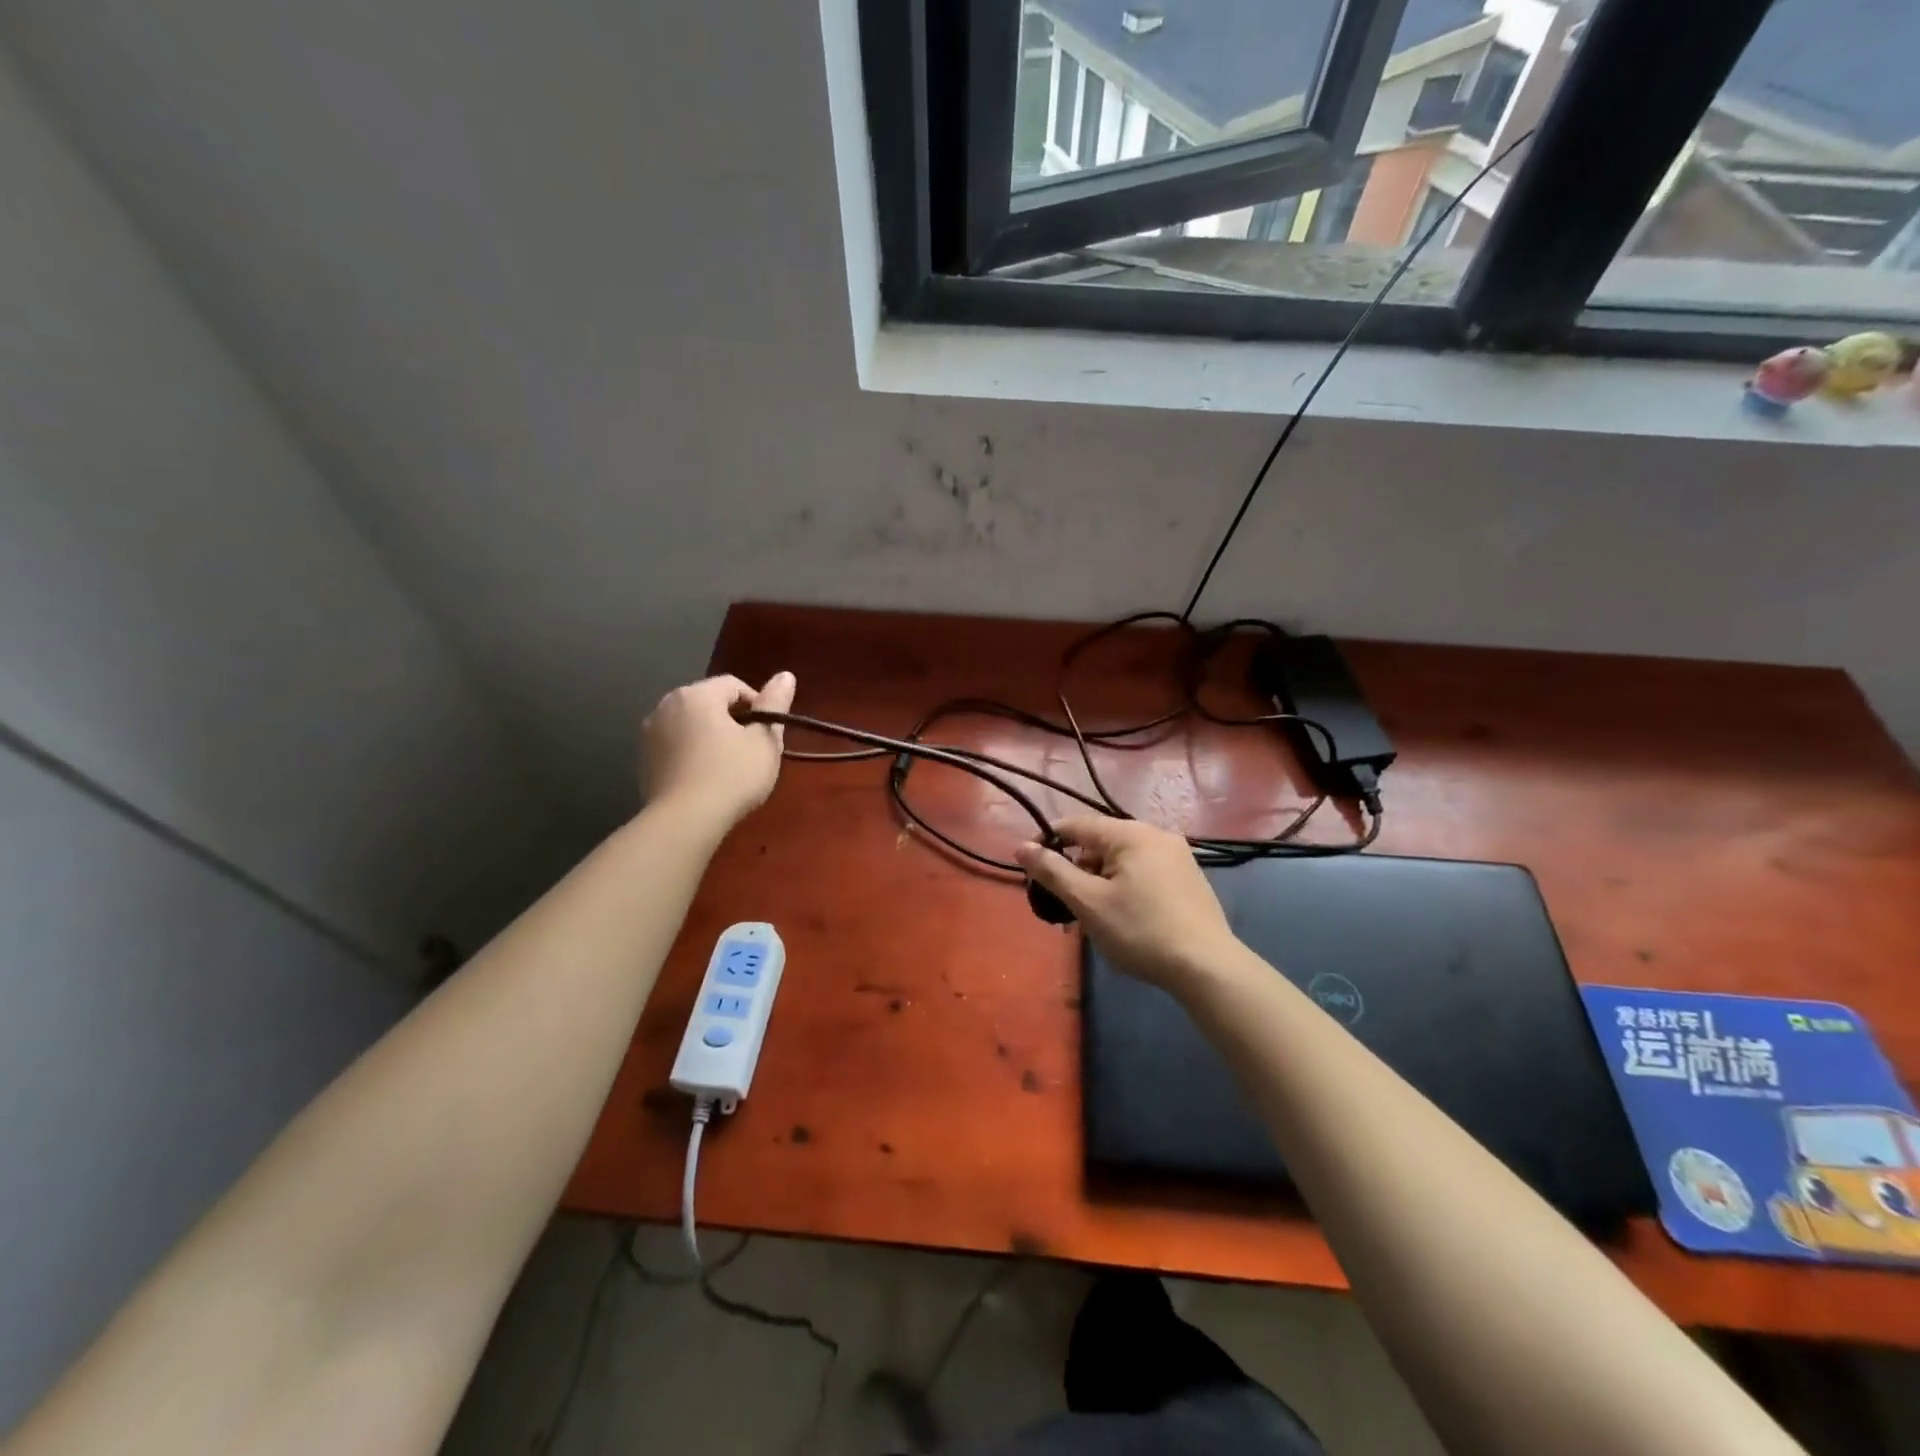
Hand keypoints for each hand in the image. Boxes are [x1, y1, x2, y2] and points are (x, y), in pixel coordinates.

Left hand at [640, 672, 795, 826]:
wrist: (684, 822)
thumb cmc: (731, 776)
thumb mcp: (764, 740)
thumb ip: (775, 703)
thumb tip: (786, 675)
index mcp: (697, 694)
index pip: (735, 685)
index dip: (758, 705)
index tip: (768, 733)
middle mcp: (667, 704)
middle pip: (710, 702)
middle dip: (733, 720)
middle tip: (752, 751)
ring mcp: (650, 732)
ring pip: (691, 724)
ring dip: (711, 736)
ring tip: (729, 766)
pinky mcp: (643, 759)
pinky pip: (676, 745)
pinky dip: (692, 753)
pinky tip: (705, 778)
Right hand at [1015, 817, 1238, 992]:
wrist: (1206, 967)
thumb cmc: (1140, 930)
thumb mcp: (1088, 902)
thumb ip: (1053, 871)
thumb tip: (1022, 847)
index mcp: (1131, 833)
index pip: (1077, 825)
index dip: (1048, 841)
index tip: (1029, 866)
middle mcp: (1156, 834)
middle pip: (1101, 843)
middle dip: (1076, 868)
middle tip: (1062, 902)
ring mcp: (1178, 856)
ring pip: (1123, 860)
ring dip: (1099, 880)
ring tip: (1089, 915)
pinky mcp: (1189, 879)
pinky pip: (1144, 872)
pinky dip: (1124, 886)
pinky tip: (1122, 916)